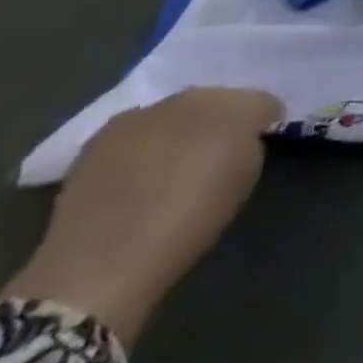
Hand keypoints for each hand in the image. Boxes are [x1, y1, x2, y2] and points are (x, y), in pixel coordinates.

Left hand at [0, 88, 281, 346]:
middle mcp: (187, 99)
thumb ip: (248, 145)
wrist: (102, 263)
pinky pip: (136, 130)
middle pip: (217, 99)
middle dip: (220, 120)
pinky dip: (143, 144)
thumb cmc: (191, 222)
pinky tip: (138, 173)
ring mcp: (140, 115)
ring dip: (180, 129)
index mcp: (232, 108)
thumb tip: (241, 138)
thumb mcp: (244, 180)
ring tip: (174, 164)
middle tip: (217, 152)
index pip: (261, 101)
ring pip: (174, 111)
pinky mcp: (99, 137)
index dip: (264, 122)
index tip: (258, 143)